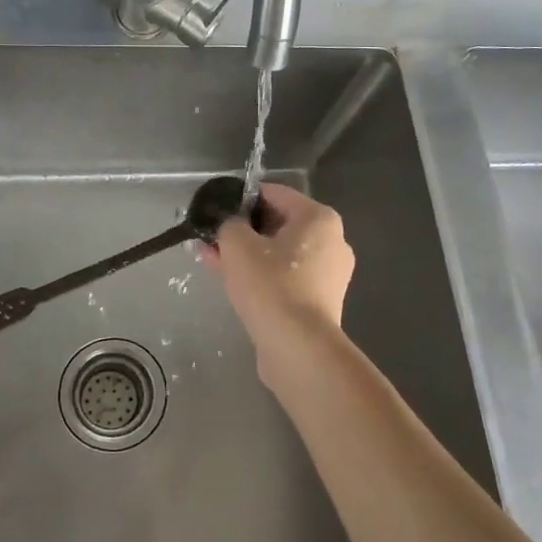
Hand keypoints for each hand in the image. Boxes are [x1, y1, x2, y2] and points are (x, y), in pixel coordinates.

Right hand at [200, 183, 354, 343]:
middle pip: (278, 224)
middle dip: (241, 230)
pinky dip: (260, 275)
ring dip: (246, 254)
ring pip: (278, 253)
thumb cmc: (270, 285)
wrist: (297, 348)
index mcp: (319, 218)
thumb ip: (229, 223)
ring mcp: (328, 274)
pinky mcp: (318, 301)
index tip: (216, 208)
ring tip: (211, 258)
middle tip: (210, 236)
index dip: (241, 198)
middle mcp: (331, 241)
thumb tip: (229, 223)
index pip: (274, 193)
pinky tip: (229, 280)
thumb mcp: (237, 244)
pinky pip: (284, 276)